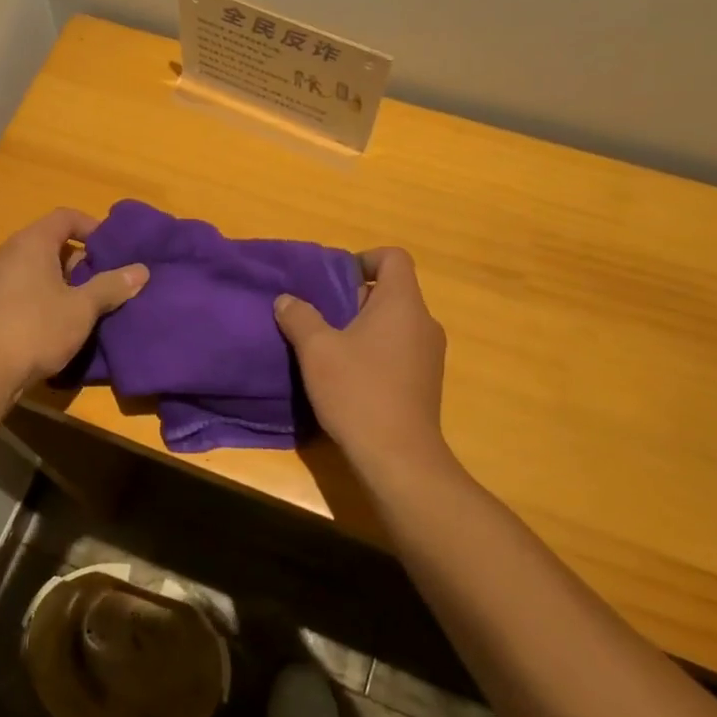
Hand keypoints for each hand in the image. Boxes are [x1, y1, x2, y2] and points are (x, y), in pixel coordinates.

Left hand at [0, 208, 148, 388]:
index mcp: (32, 242)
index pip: (66, 217)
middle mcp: (9, 253)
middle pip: (51, 242)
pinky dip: (45, 297)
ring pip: (38, 269)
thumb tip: (142, 270)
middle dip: (81, 259)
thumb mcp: (82, 308)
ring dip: (64, 282)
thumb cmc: (36, 328)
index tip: (113, 250)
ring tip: (88, 304)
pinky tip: (60, 323)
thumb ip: (112, 286)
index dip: (93, 227)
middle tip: (106, 280)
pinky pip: (24, 289)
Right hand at [275, 247, 447, 471]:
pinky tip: (349, 377)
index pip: (393, 258)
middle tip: (321, 316)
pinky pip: (400, 350)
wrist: (399, 457)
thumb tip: (286, 300)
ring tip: (330, 348)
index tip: (334, 280)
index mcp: (402, 304)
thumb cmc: (358, 392)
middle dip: (355, 298)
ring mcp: (430, 354)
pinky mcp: (426, 382)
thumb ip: (300, 317)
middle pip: (392, 291)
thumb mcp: (316, 350)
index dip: (364, 259)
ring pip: (395, 323)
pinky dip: (376, 352)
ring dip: (363, 328)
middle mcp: (424, 322)